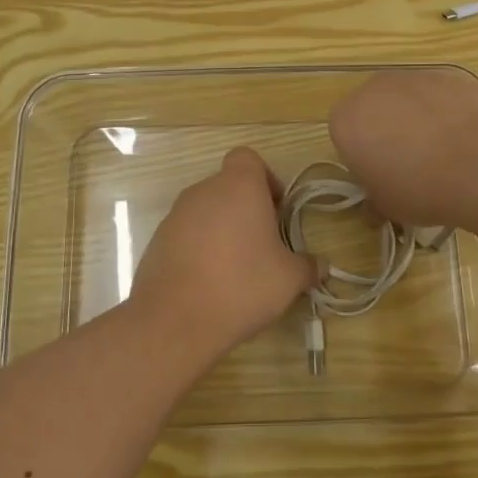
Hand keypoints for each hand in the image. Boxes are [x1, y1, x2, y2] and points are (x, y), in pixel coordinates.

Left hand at [129, 147, 321, 360]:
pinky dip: (200, 248)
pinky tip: (209, 281)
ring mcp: (176, 214)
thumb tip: (319, 265)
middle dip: (247, 209)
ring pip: (207, 210)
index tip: (276, 210)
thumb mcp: (289, 279)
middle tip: (263, 244)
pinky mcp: (157, 240)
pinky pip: (186, 233)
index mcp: (238, 186)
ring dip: (223, 229)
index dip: (265, 178)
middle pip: (228, 186)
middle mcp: (204, 191)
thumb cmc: (241, 285)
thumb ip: (308, 266)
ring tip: (236, 267)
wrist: (175, 320)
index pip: (248, 158)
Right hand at [328, 69, 477, 226]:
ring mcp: (417, 77)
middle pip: (376, 110)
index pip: (344, 136)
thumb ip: (375, 199)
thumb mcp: (387, 207)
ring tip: (447, 156)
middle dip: (389, 133)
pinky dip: (453, 115)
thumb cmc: (420, 188)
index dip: (363, 159)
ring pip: (412, 101)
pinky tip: (472, 143)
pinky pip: (445, 99)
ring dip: (422, 121)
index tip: (382, 178)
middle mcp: (376, 89)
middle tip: (412, 166)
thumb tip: (377, 204)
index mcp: (347, 120)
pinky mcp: (454, 76)